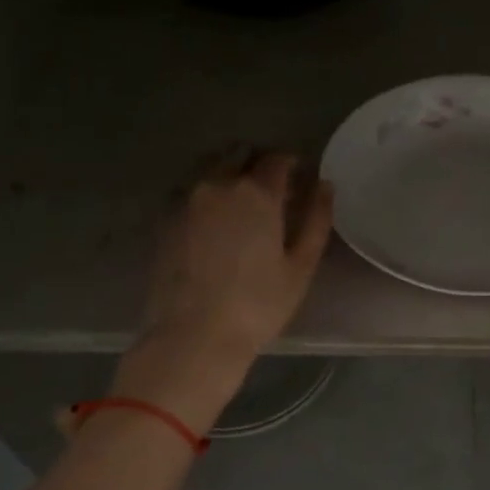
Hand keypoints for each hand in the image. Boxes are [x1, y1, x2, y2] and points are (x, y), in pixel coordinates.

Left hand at [111, 150, 332, 429]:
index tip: (301, 178)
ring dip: (230, 171)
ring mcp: (186, 199)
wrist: (193, 336)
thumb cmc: (258, 304)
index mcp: (256, 193)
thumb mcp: (301, 266)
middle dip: (259, 162)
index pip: (277, 159)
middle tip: (273, 188)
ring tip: (243, 201)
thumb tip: (325, 186)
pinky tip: (216, 219)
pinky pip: (191, 189)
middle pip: (240, 154)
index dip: (292, 164)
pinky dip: (207, 191)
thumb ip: (316, 219)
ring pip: (211, 167)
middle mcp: (217, 184)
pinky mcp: (164, 219)